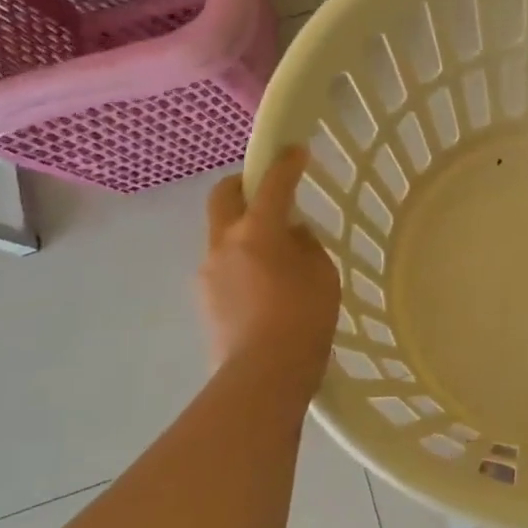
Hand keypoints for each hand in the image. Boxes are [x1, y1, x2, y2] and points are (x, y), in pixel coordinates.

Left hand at [200, 147, 340, 393]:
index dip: (286, 163)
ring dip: (243, 227)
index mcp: (257, 231)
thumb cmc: (304, 319)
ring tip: (272, 250)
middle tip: (267, 188)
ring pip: (221, 233)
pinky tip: (263, 284)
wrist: (262, 377)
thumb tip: (291, 236)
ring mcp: (209, 272)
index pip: (272, 184)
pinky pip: (223, 264)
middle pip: (224, 196)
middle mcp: (224, 243)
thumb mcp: (322, 275)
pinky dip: (241, 260)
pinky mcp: (205, 299)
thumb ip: (305, 246)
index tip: (296, 150)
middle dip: (244, 183)